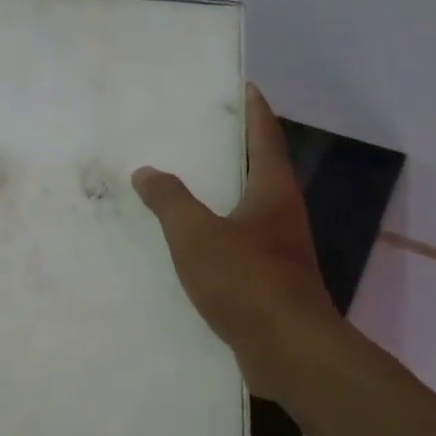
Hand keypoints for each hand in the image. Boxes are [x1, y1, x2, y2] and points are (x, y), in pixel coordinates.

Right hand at [133, 85, 337, 401]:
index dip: (253, 108)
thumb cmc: (246, 280)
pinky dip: (218, 234)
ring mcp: (280, 251)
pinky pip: (239, 245)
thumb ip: (169, 201)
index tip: (240, 85)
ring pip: (248, 210)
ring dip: (223, 194)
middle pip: (259, 169)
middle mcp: (282, 214)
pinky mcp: (271, 283)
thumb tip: (147, 172)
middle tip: (198, 132)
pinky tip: (190, 245)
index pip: (264, 135)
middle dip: (234, 149)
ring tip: (185, 185)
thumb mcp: (196, 235)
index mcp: (272, 190)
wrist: (287, 350)